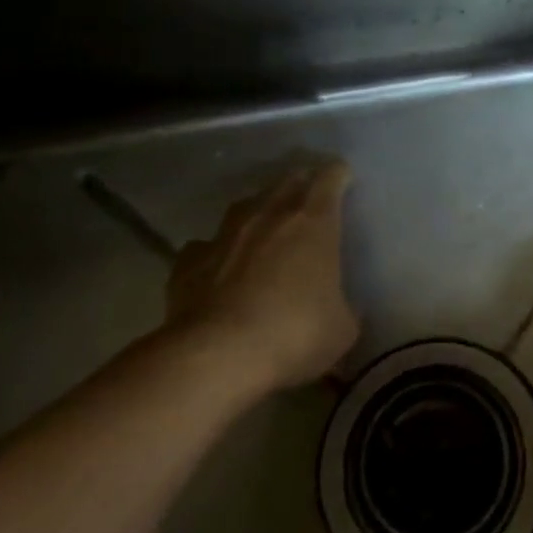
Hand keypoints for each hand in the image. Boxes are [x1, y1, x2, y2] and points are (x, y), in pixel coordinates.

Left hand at [166, 160, 359, 388]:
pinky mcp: (189, 261)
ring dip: (259, 212)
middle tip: (310, 200)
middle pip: (287, 181)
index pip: (330, 177)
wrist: (216, 356)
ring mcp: (225, 234)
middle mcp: (269, 214)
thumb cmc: (294, 333)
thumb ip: (343, 308)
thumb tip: (340, 309)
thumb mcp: (341, 329)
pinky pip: (207, 245)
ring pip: (245, 206)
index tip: (344, 180)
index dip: (338, 175)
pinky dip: (217, 252)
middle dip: (301, 185)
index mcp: (314, 221)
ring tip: (265, 229)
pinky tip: (219, 268)